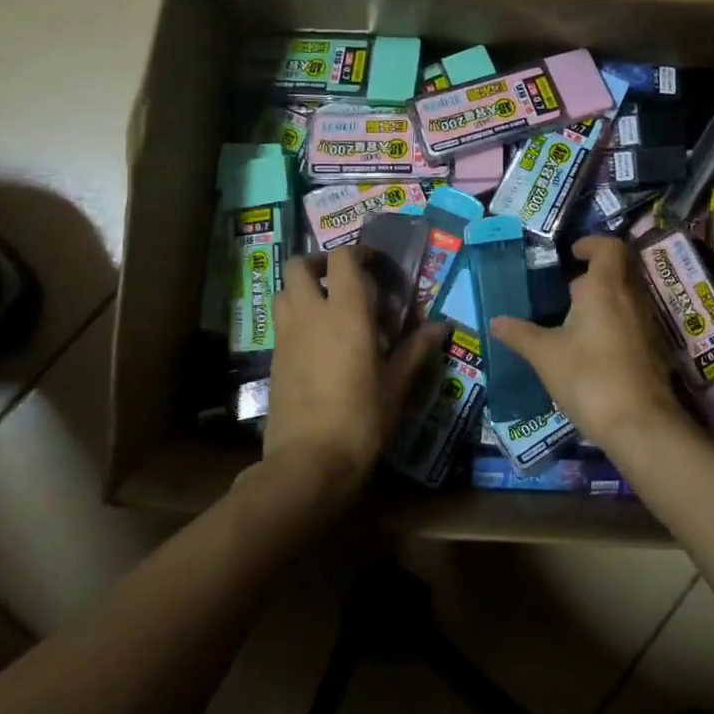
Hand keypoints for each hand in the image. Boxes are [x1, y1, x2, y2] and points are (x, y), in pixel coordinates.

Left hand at [262, 245, 446, 495]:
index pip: (343, 258)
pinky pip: (282, 322)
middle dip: (319, 263)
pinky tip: (318, 342)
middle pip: (298, 265)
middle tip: (344, 280)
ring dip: (303, 288)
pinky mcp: (274, 359)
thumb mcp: (397, 384)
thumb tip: (440, 327)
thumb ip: (417, 349)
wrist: (309, 461)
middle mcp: (310, 314)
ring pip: (283, 291)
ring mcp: (287, 336)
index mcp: (346, 312)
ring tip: (329, 307)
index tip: (376, 263)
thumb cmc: (362, 417)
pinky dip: (297, 317)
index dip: (358, 252)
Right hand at [489, 237, 685, 454]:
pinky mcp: (653, 350)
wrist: (640, 425)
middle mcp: (632, 298)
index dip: (591, 243)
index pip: (609, 247)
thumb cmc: (589, 377)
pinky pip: (633, 321)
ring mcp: (647, 324)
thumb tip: (495, 320)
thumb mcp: (545, 355)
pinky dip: (613, 323)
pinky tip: (592, 348)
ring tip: (573, 321)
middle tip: (566, 291)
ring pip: (627, 297)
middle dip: (593, 275)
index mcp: (605, 287)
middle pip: (619, 270)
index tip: (571, 254)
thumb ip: (519, 334)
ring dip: (603, 300)